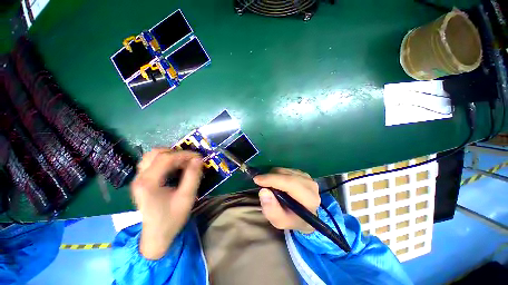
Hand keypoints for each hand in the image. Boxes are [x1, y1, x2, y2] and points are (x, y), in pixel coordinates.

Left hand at [131, 149, 202, 259]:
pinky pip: (151, 162)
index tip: (198, 157)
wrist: (155, 236)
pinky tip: (174, 167)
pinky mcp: (141, 181)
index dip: (184, 154)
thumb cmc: (172, 218)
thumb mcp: (186, 197)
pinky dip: (164, 160)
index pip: (166, 158)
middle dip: (177, 153)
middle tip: (191, 160)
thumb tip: (198, 159)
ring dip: (169, 155)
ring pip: (152, 156)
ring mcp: (138, 179)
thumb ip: (193, 176)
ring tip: (183, 162)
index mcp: (148, 183)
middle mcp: (139, 178)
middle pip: (156, 153)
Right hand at [253, 168, 319, 233]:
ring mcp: (307, 177)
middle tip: (261, 183)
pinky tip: (277, 183)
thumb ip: (271, 209)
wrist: (303, 214)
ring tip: (270, 186)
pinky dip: (277, 175)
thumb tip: (263, 191)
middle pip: (286, 174)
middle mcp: (310, 185)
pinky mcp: (302, 173)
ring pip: (284, 170)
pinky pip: (285, 169)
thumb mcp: (279, 221)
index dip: (272, 180)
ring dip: (273, 176)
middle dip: (270, 177)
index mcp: (309, 199)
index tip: (257, 180)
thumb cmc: (291, 219)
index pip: (290, 183)